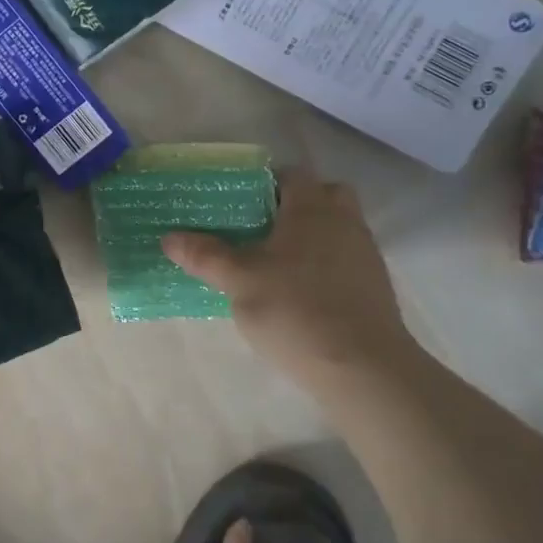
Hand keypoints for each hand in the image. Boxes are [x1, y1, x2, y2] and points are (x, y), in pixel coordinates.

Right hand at [164, 173, 420, 389]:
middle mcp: (344, 222)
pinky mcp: (374, 287)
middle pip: (324, 195)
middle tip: (260, 228)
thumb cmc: (295, 310)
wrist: (363, 368)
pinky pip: (345, 259)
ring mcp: (365, 255)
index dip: (264, 182)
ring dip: (311, 236)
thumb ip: (205, 256)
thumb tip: (168, 237)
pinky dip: (323, 265)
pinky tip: (298, 292)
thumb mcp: (238, 282)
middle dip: (294, 205)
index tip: (237, 203)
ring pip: (336, 228)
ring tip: (274, 263)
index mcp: (311, 209)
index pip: (291, 174)